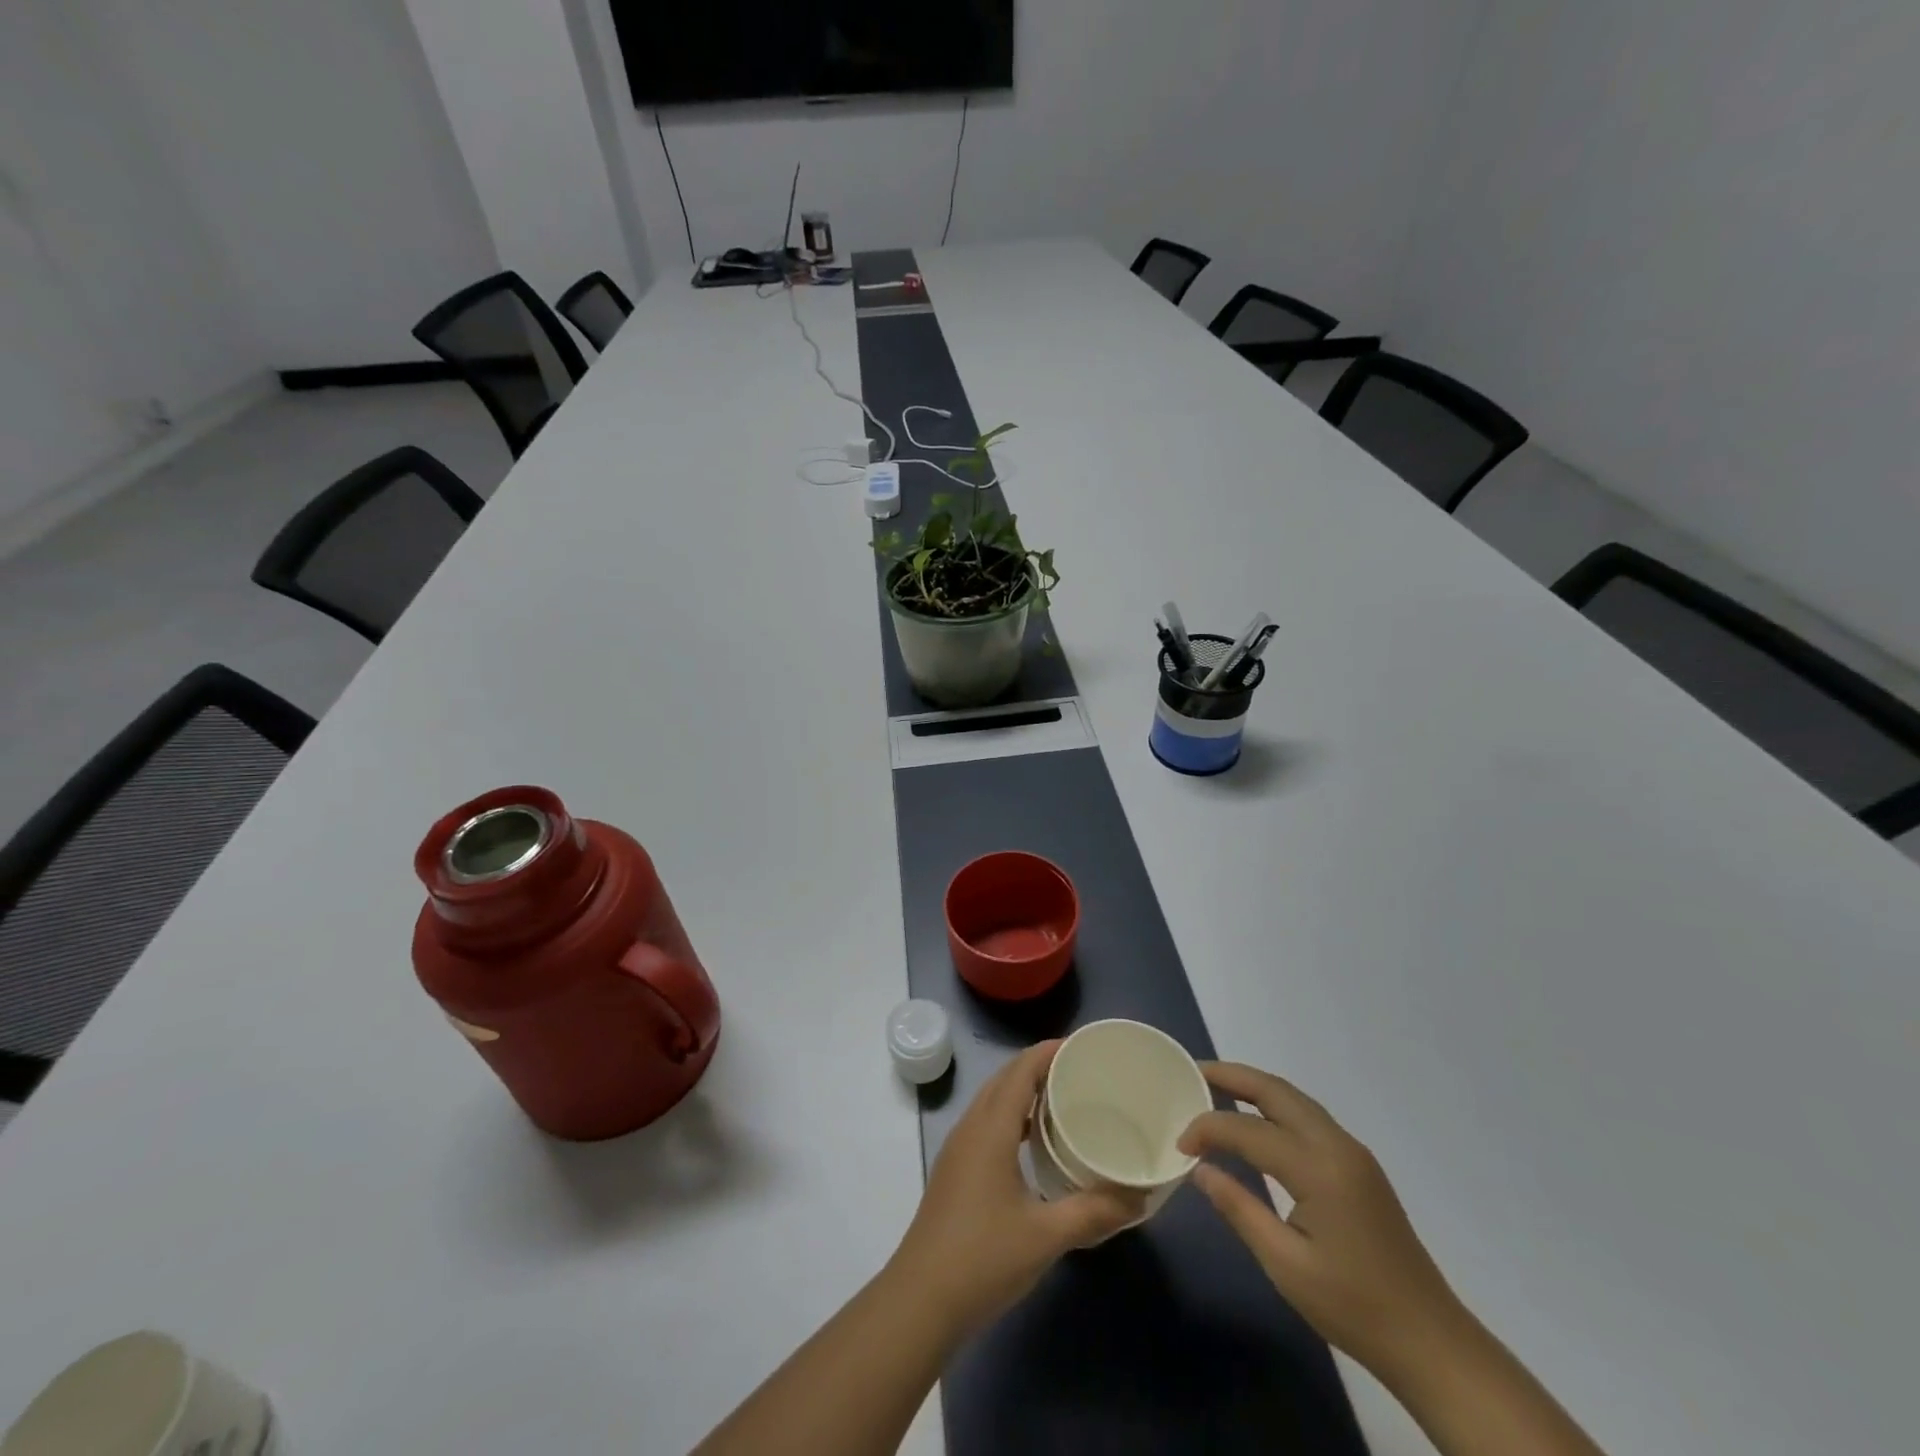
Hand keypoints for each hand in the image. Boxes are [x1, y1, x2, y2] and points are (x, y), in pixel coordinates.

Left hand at [888, 1042, 1143, 1337]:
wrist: (921, 1300)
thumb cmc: (983, 1258)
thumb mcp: (1046, 1236)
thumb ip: (1094, 1212)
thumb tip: (1139, 1198)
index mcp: (990, 1128)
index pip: (1020, 1071)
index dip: (1048, 1052)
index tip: (1082, 1046)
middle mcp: (971, 1127)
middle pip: (1005, 1079)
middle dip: (1039, 1066)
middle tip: (1081, 1070)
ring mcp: (959, 1149)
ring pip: (993, 1101)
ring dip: (1024, 1091)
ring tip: (1064, 1099)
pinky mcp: (956, 1170)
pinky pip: (988, 1123)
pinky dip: (1013, 1117)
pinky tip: (1036, 1143)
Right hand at [1179, 1062, 1467, 1380]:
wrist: (1431, 1341)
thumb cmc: (1354, 1308)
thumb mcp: (1285, 1265)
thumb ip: (1239, 1208)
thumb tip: (1200, 1169)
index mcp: (1319, 1169)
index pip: (1248, 1130)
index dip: (1208, 1129)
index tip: (1179, 1144)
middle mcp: (1337, 1146)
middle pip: (1276, 1091)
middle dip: (1232, 1075)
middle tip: (1192, 1074)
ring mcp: (1352, 1152)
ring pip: (1294, 1099)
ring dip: (1254, 1086)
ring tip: (1215, 1086)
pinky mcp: (1359, 1165)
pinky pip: (1308, 1116)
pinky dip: (1274, 1106)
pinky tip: (1255, 1120)